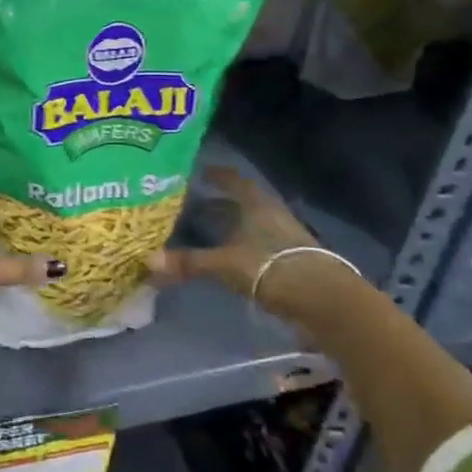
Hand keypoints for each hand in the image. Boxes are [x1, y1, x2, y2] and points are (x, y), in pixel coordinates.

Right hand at [154, 166, 320, 298]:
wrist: (323, 299)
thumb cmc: (271, 267)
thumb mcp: (225, 264)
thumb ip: (189, 262)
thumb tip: (148, 261)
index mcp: (256, 204)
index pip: (235, 181)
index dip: (218, 175)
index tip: (200, 172)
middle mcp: (271, 214)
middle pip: (243, 203)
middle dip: (220, 204)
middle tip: (193, 206)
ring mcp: (285, 237)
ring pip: (253, 225)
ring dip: (233, 227)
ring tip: (209, 233)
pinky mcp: (293, 260)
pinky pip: (261, 245)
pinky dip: (244, 247)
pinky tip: (232, 258)